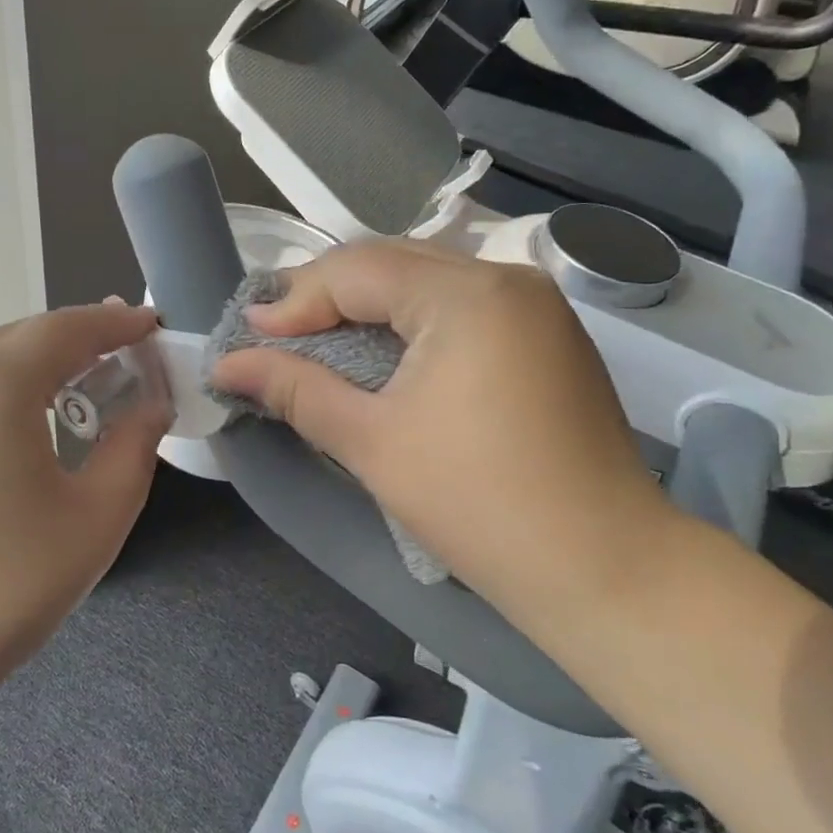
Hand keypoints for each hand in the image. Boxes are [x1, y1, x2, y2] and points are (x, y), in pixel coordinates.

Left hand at [0, 302, 168, 716]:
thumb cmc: (1, 589)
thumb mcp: (96, 518)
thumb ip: (135, 445)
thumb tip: (151, 403)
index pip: (67, 327)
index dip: (115, 323)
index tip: (149, 325)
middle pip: (20, 339)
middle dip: (75, 342)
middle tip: (118, 356)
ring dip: (29, 371)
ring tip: (67, 394)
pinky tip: (0, 437)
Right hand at [209, 240, 673, 607]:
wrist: (605, 569)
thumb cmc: (477, 504)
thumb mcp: (371, 441)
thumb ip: (295, 389)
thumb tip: (228, 363)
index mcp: (468, 294)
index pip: (358, 269)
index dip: (294, 299)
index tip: (247, 338)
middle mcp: (507, 279)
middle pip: (392, 264)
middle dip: (326, 296)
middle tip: (273, 336)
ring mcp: (535, 306)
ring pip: (426, 282)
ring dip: (366, 307)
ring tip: (315, 341)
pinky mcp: (546, 336)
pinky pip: (460, 307)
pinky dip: (409, 322)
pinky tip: (380, 354)